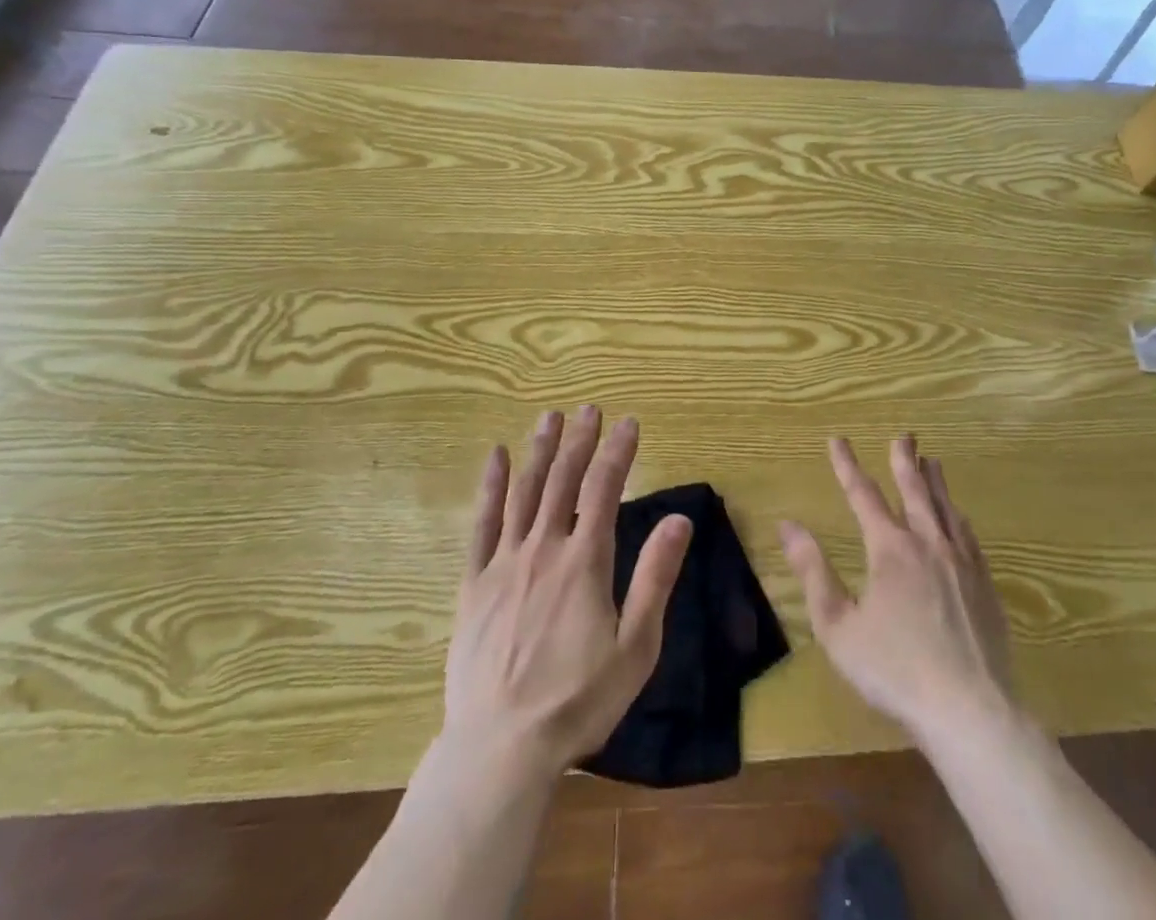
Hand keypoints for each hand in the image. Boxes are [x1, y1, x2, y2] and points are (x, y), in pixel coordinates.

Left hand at [443, 406, 692, 776]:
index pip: (605, 489)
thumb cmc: (577, 700)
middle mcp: (544, 548)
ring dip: (540, 450)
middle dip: (580, 440)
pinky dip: (490, 487)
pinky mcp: (474, 583)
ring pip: (525, 492)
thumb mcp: (635, 646)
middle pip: (564, 480)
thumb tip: (681, 520)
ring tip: (550, 417)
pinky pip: (482, 524)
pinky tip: (496, 458)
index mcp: (585, 561)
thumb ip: (656, 578)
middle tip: (589, 409)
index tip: (629, 422)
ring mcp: (504, 563)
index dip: (619, 451)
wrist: (500, 747)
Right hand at [780, 436, 1013, 746]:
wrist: (970, 710)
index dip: (847, 465)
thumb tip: (788, 525)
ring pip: (946, 508)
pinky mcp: (985, 585)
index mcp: (889, 549)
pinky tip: (959, 517)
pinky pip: (969, 536)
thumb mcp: (838, 626)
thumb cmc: (894, 669)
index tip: (837, 439)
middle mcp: (927, 543)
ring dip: (935, 481)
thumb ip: (813, 572)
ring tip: (932, 461)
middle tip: (904, 435)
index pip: (863, 494)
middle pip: (914, 489)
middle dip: (904, 460)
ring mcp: (961, 562)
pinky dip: (958, 516)